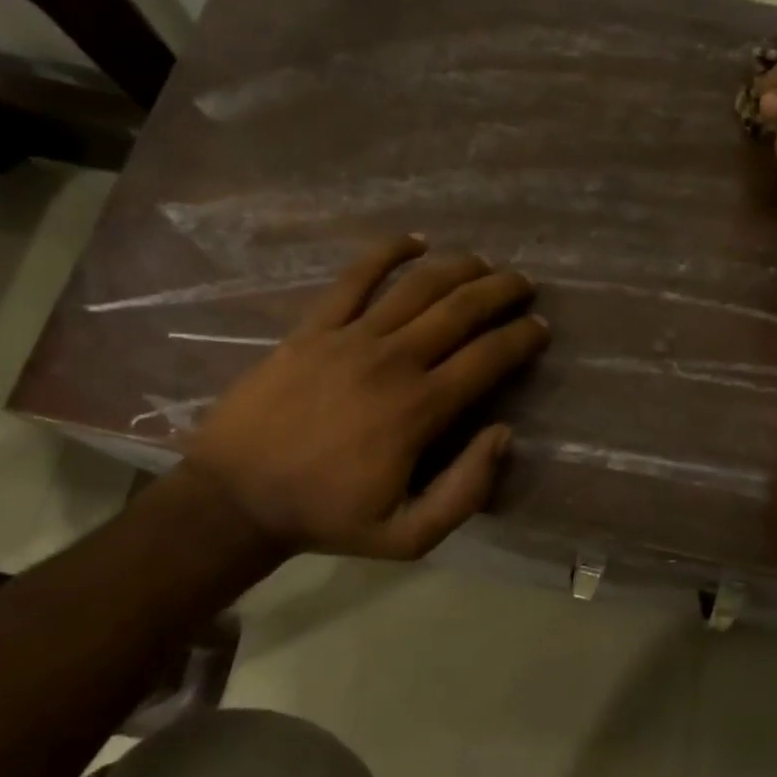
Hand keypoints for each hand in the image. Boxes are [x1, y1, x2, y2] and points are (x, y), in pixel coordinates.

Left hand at [182, 236, 549, 557]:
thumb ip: (465, 490)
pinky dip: (387, 253)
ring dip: (458, 268)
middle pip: (460, 310)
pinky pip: (354, 279)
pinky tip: (414, 241)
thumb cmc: (327, 516)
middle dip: (501, 292)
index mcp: (420, 408)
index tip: (541, 328)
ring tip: (483, 263)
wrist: (235, 498)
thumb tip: (503, 433)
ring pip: (417, 287)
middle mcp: (394, 360)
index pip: (488, 358)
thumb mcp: (409, 535)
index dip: (522, 338)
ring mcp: (350, 338)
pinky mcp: (313, 329)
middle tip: (524, 284)